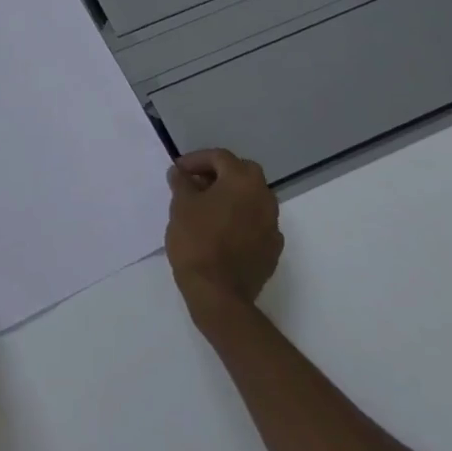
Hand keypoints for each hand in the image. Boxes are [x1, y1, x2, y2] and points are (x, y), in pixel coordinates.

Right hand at [166, 148, 282, 313]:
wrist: (218, 293)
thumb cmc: (196, 241)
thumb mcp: (181, 206)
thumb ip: (182, 183)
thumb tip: (180, 173)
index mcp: (242, 181)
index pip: (220, 157)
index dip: (196, 159)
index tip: (178, 170)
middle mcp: (264, 197)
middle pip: (242, 172)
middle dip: (219, 173)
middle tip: (196, 183)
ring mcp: (273, 224)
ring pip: (252, 197)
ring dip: (232, 196)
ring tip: (207, 207)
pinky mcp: (273, 248)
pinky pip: (256, 222)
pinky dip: (240, 218)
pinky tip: (222, 230)